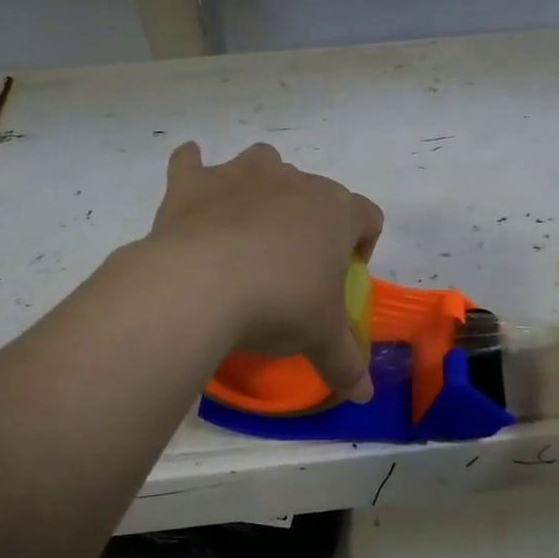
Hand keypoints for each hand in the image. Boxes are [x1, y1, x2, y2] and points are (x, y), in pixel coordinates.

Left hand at [148, 142, 383, 401]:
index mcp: (335, 211)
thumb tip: (364, 396)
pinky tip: (191, 186)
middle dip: (308, 221)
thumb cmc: (279, 305)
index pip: (367, 216)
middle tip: (291, 266)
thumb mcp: (320, 338)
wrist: (201, 286)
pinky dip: (192, 169)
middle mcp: (293, 182)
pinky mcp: (194, 182)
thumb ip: (346, 363)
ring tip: (247, 225)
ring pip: (262, 162)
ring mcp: (241, 174)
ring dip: (260, 186)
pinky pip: (192, 161)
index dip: (361, 244)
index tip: (341, 275)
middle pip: (314, 192)